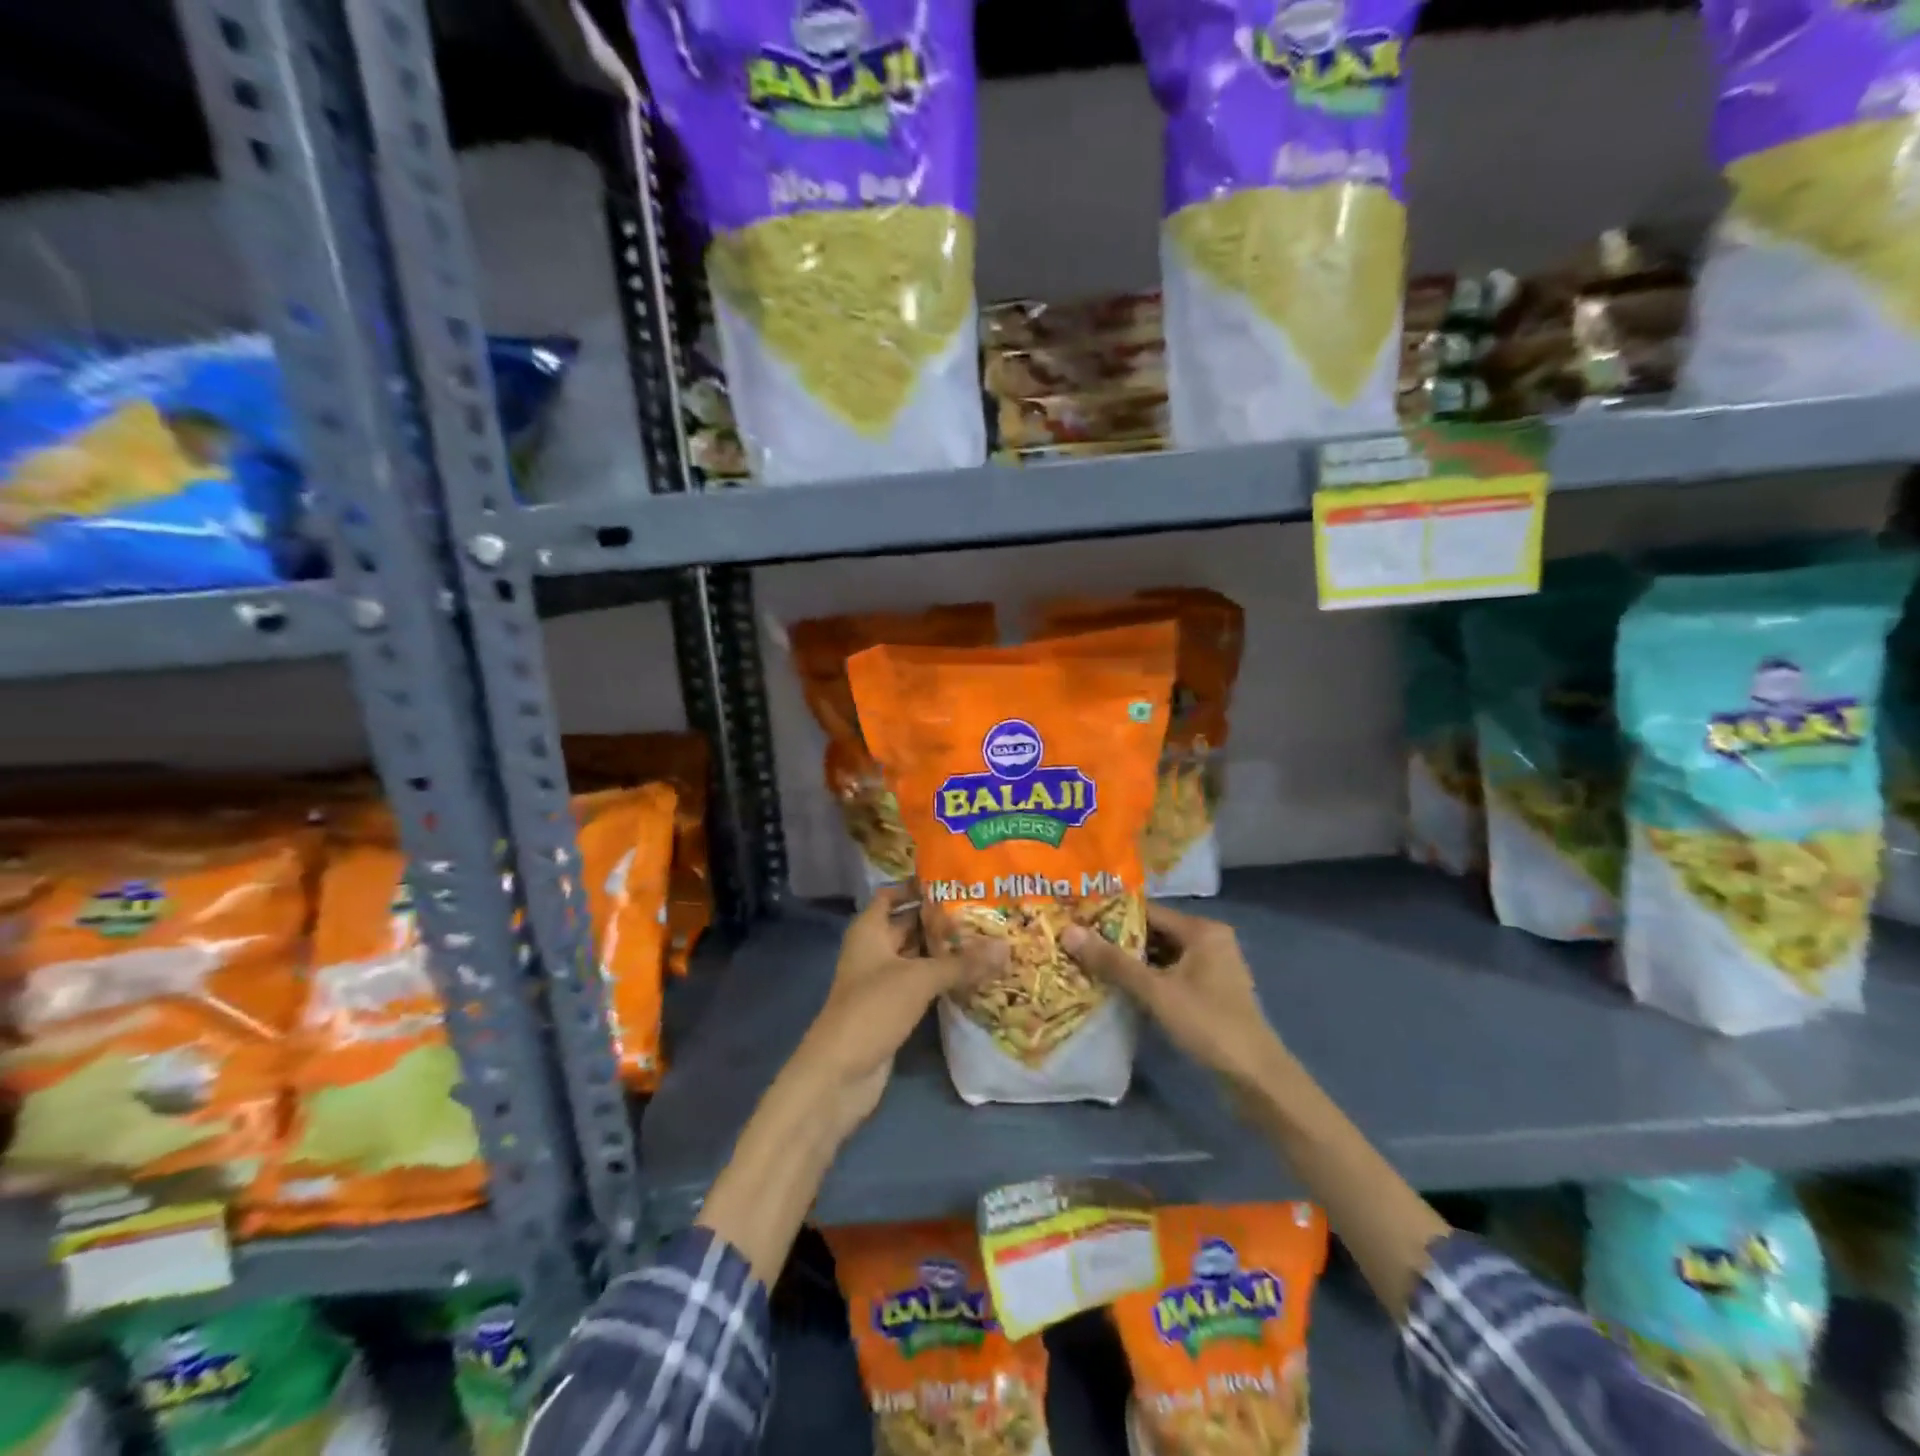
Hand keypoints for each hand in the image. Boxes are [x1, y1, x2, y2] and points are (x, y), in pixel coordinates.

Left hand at [785, 887, 1006, 1137]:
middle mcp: (874, 949)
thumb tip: (1006, 946)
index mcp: (869, 930)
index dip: (918, 885)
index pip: (892, 895)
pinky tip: (974, 975)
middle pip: (909, 924)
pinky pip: (921, 983)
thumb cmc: (872, 1009)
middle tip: (984, 909)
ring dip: (945, 950)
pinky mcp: (892, 1008)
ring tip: (987, 937)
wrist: (840, 1073)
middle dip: (941, 919)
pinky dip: (942, 978)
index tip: (955, 879)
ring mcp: (882, 981)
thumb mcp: (919, 979)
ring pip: (917, 956)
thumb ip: (962, 962)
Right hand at [1062, 903, 1285, 1092]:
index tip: (1076, 920)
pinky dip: (1147, 980)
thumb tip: (1068, 932)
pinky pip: (1170, 975)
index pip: (1148, 912)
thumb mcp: (1156, 991)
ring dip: (1130, 963)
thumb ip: (1113, 962)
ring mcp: (1211, 969)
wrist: (1256, 1079)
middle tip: (1076, 943)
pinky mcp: (1209, 993)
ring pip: (1161, 956)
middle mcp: (1209, 941)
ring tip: (1088, 963)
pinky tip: (1117, 988)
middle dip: (1117, 941)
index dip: (1111, 916)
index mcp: (1202, 930)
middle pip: (1154, 933)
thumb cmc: (1208, 1024)